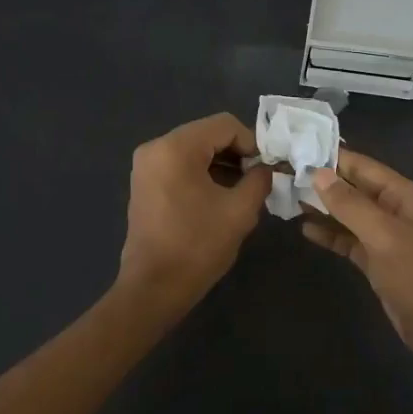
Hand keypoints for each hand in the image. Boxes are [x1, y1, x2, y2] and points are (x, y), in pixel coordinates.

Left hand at [117, 112, 271, 312]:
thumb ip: (259, 179)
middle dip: (237, 153)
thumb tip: (267, 168)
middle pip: (208, 134)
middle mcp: (156, 147)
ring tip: (243, 190)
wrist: (154, 288)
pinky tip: (220, 196)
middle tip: (258, 179)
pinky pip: (181, 165)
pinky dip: (203, 173)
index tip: (267, 168)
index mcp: (176, 148)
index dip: (252, 142)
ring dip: (222, 163)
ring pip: (195, 149)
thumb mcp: (240, 210)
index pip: (225, 125)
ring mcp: (146, 165)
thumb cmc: (197, 246)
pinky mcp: (145, 183)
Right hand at [305, 151, 412, 383]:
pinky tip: (306, 229)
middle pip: (355, 189)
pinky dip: (331, 234)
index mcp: (406, 195)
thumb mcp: (384, 236)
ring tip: (287, 198)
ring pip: (350, 215)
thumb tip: (318, 173)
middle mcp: (397, 211)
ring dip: (323, 208)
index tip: (297, 149)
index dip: (332, 158)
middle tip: (283, 173)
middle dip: (323, 182)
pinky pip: (351, 241)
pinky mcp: (379, 263)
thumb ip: (350, 204)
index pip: (364, 166)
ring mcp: (388, 238)